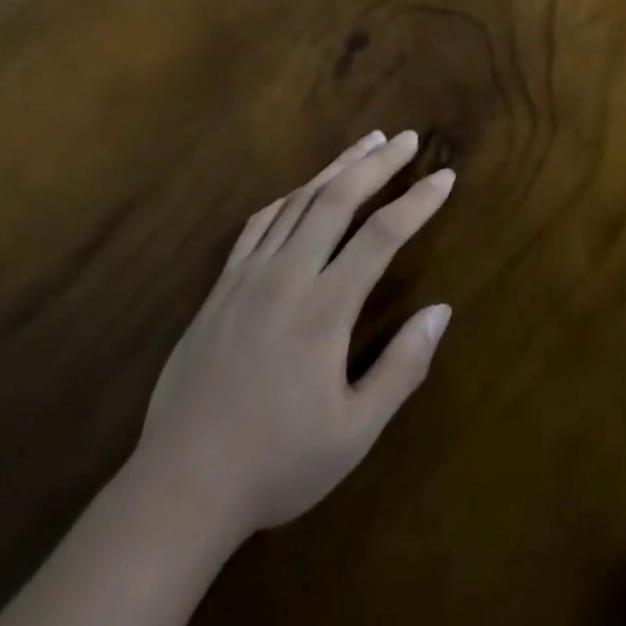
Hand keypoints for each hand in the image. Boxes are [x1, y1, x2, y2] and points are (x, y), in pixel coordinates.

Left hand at [129, 130, 454, 540]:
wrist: (180, 487)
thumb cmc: (277, 463)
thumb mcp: (354, 433)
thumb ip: (402, 368)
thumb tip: (441, 310)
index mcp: (325, 308)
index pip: (382, 234)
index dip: (418, 201)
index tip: (445, 176)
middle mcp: (288, 275)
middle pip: (339, 198)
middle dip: (379, 164)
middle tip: (408, 138)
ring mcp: (249, 274)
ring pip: (299, 200)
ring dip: (338, 166)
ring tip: (368, 143)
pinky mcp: (222, 284)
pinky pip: (260, 222)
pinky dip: (290, 196)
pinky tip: (303, 188)